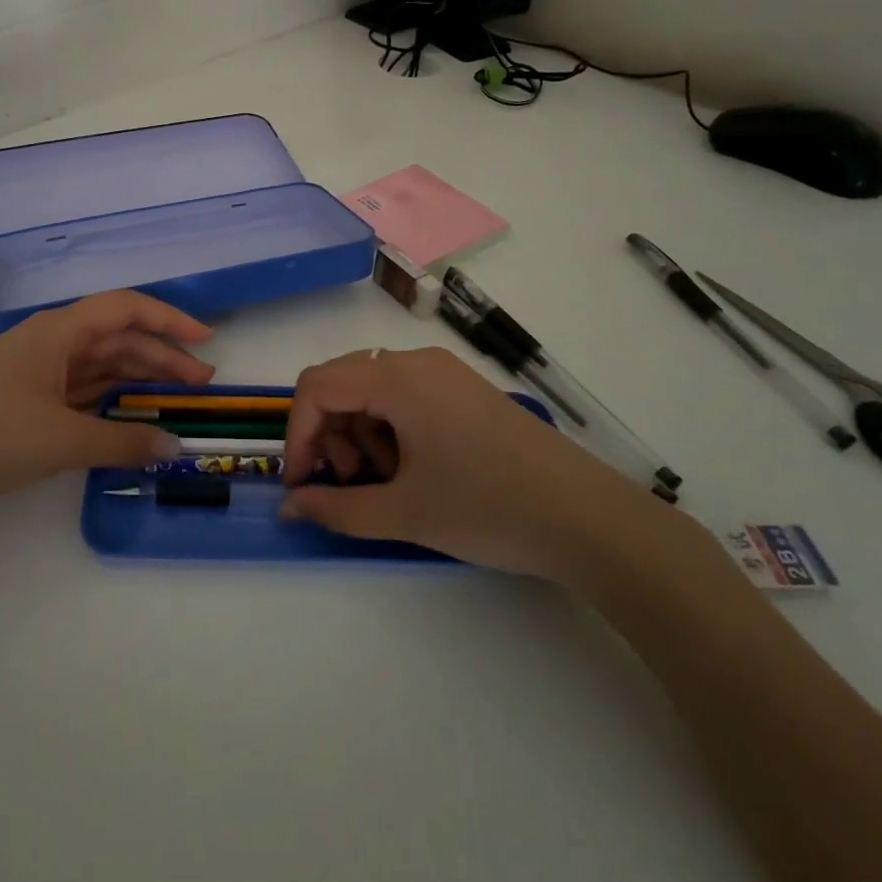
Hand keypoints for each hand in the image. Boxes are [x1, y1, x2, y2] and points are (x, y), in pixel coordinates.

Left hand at [0, 291, 213, 521]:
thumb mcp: (59, 441)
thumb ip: (121, 444)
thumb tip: (175, 447)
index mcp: (58, 332)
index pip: (126, 309)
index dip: (169, 319)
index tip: (205, 340)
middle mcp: (51, 343)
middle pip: (118, 339)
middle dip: (161, 358)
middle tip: (201, 385)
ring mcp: (38, 372)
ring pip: (100, 366)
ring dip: (138, 380)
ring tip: (176, 401)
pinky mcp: (27, 400)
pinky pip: (82, 392)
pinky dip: (111, 403)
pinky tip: (131, 419)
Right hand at [278, 347, 686, 584]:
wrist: (590, 519)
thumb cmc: (489, 509)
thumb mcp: (405, 514)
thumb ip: (336, 509)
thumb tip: (291, 506)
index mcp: (398, 378)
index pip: (318, 387)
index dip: (298, 435)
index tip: (302, 484)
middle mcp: (417, 361)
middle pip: (342, 383)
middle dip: (329, 434)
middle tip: (347, 484)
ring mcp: (445, 373)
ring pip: (372, 390)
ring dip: (360, 434)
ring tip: (385, 482)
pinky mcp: (464, 391)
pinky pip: (404, 397)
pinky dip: (390, 430)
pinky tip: (413, 470)